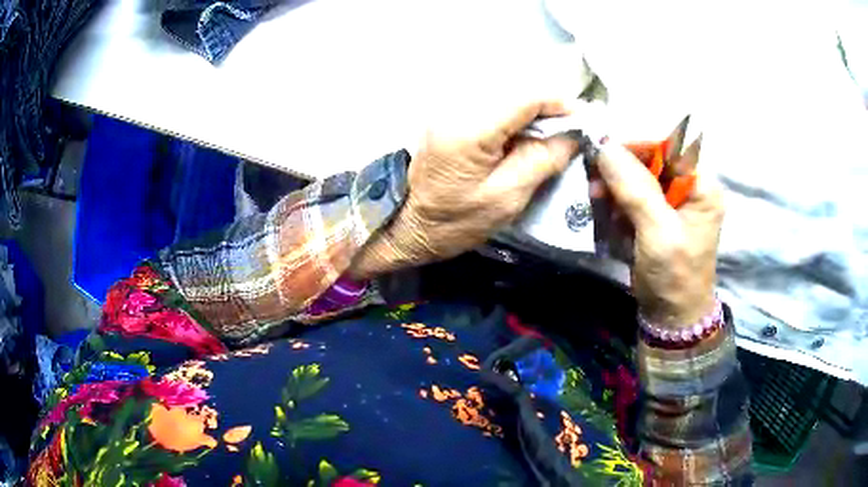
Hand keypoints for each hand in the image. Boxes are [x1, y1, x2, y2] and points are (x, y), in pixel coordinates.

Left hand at [351, 95, 580, 276]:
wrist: (409, 223)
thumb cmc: (455, 221)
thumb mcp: (507, 198)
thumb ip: (542, 159)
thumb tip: (571, 133)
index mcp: (471, 129)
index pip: (526, 95)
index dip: (560, 104)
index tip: (581, 123)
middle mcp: (458, 107)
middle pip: (517, 89)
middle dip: (548, 107)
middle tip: (567, 134)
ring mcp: (450, 107)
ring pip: (506, 93)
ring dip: (533, 110)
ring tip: (548, 138)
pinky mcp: (449, 113)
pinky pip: (493, 103)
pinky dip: (515, 115)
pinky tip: (521, 136)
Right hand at [594, 143, 723, 326]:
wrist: (672, 316)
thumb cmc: (674, 276)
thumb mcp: (657, 233)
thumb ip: (635, 189)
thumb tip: (605, 147)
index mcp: (701, 186)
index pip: (668, 147)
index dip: (635, 145)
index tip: (602, 152)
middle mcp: (690, 187)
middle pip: (652, 160)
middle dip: (622, 168)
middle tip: (594, 178)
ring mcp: (675, 201)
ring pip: (640, 176)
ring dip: (616, 184)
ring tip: (596, 197)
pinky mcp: (660, 215)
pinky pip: (636, 195)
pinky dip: (618, 200)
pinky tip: (608, 211)